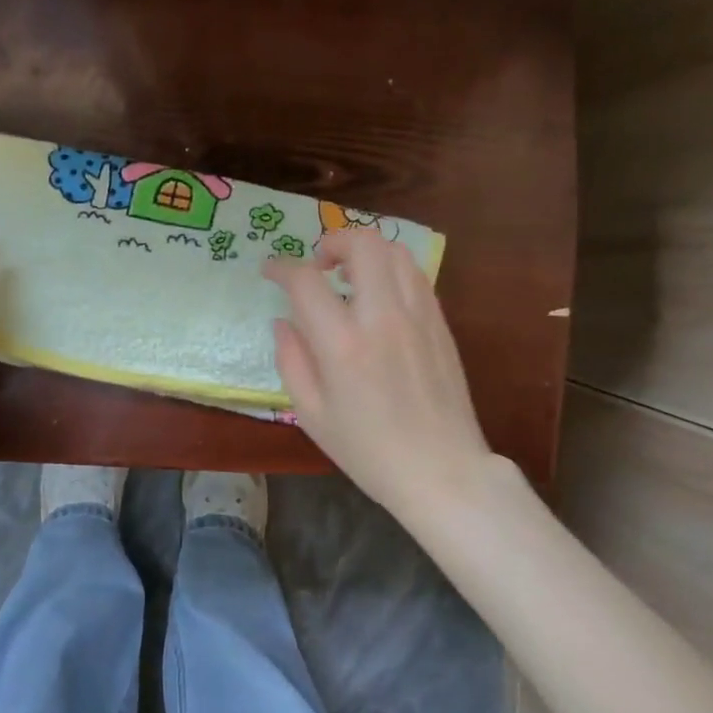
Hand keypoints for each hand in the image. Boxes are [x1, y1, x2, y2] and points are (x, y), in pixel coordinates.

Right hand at [263, 230, 493, 521]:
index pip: (306, 280)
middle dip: (332, 241)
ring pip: (394, 251)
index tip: (271, 271)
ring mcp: (418, 316)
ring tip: (350, 278)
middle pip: (361, 244)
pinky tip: (379, 297)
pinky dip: (391, 271)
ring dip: (365, 252)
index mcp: (343, 345)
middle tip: (317, 265)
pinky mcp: (440, 323)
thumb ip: (291, 360)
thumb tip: (283, 321)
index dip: (281, 268)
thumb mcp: (312, 415)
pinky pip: (415, 276)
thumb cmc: (369, 451)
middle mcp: (383, 317)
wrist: (442, 471)